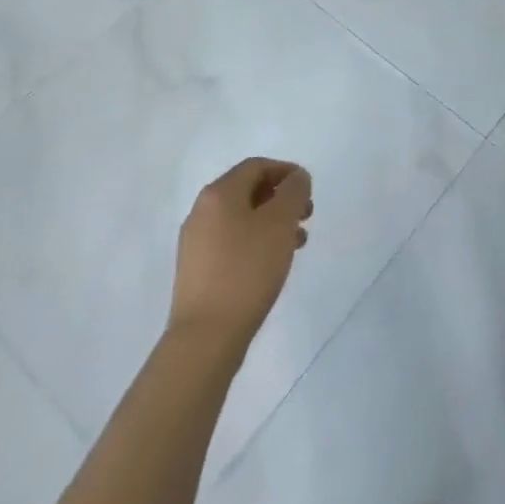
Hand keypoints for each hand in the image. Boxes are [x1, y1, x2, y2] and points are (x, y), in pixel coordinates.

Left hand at [168, 158, 312, 354]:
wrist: (206, 337)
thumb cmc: (247, 270)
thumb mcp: (281, 222)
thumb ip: (294, 191)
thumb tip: (296, 178)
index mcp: (219, 193)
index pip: (257, 166)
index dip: (286, 172)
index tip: (309, 191)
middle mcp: (202, 212)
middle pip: (248, 191)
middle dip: (281, 199)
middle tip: (306, 216)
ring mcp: (196, 243)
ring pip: (242, 218)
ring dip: (272, 223)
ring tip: (296, 243)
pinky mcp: (197, 271)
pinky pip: (232, 242)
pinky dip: (256, 242)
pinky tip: (272, 264)